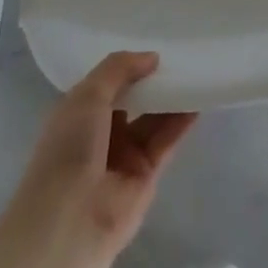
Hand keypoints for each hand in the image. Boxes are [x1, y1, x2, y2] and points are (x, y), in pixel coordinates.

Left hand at [17, 52, 195, 261]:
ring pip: (152, 119)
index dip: (127, 67)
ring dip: (171, 98)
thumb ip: (119, 69)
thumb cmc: (69, 149)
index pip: (106, 85)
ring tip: (195, 72)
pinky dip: (182, 121)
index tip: (153, 47)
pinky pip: (167, 140)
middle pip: (132, 100)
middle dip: (152, 81)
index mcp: (77, 115)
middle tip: (180, 55)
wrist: (70, 220)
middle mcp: (99, 134)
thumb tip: (152, 57)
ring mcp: (123, 156)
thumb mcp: (87, 95)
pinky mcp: (146, 174)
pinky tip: (198, 99)